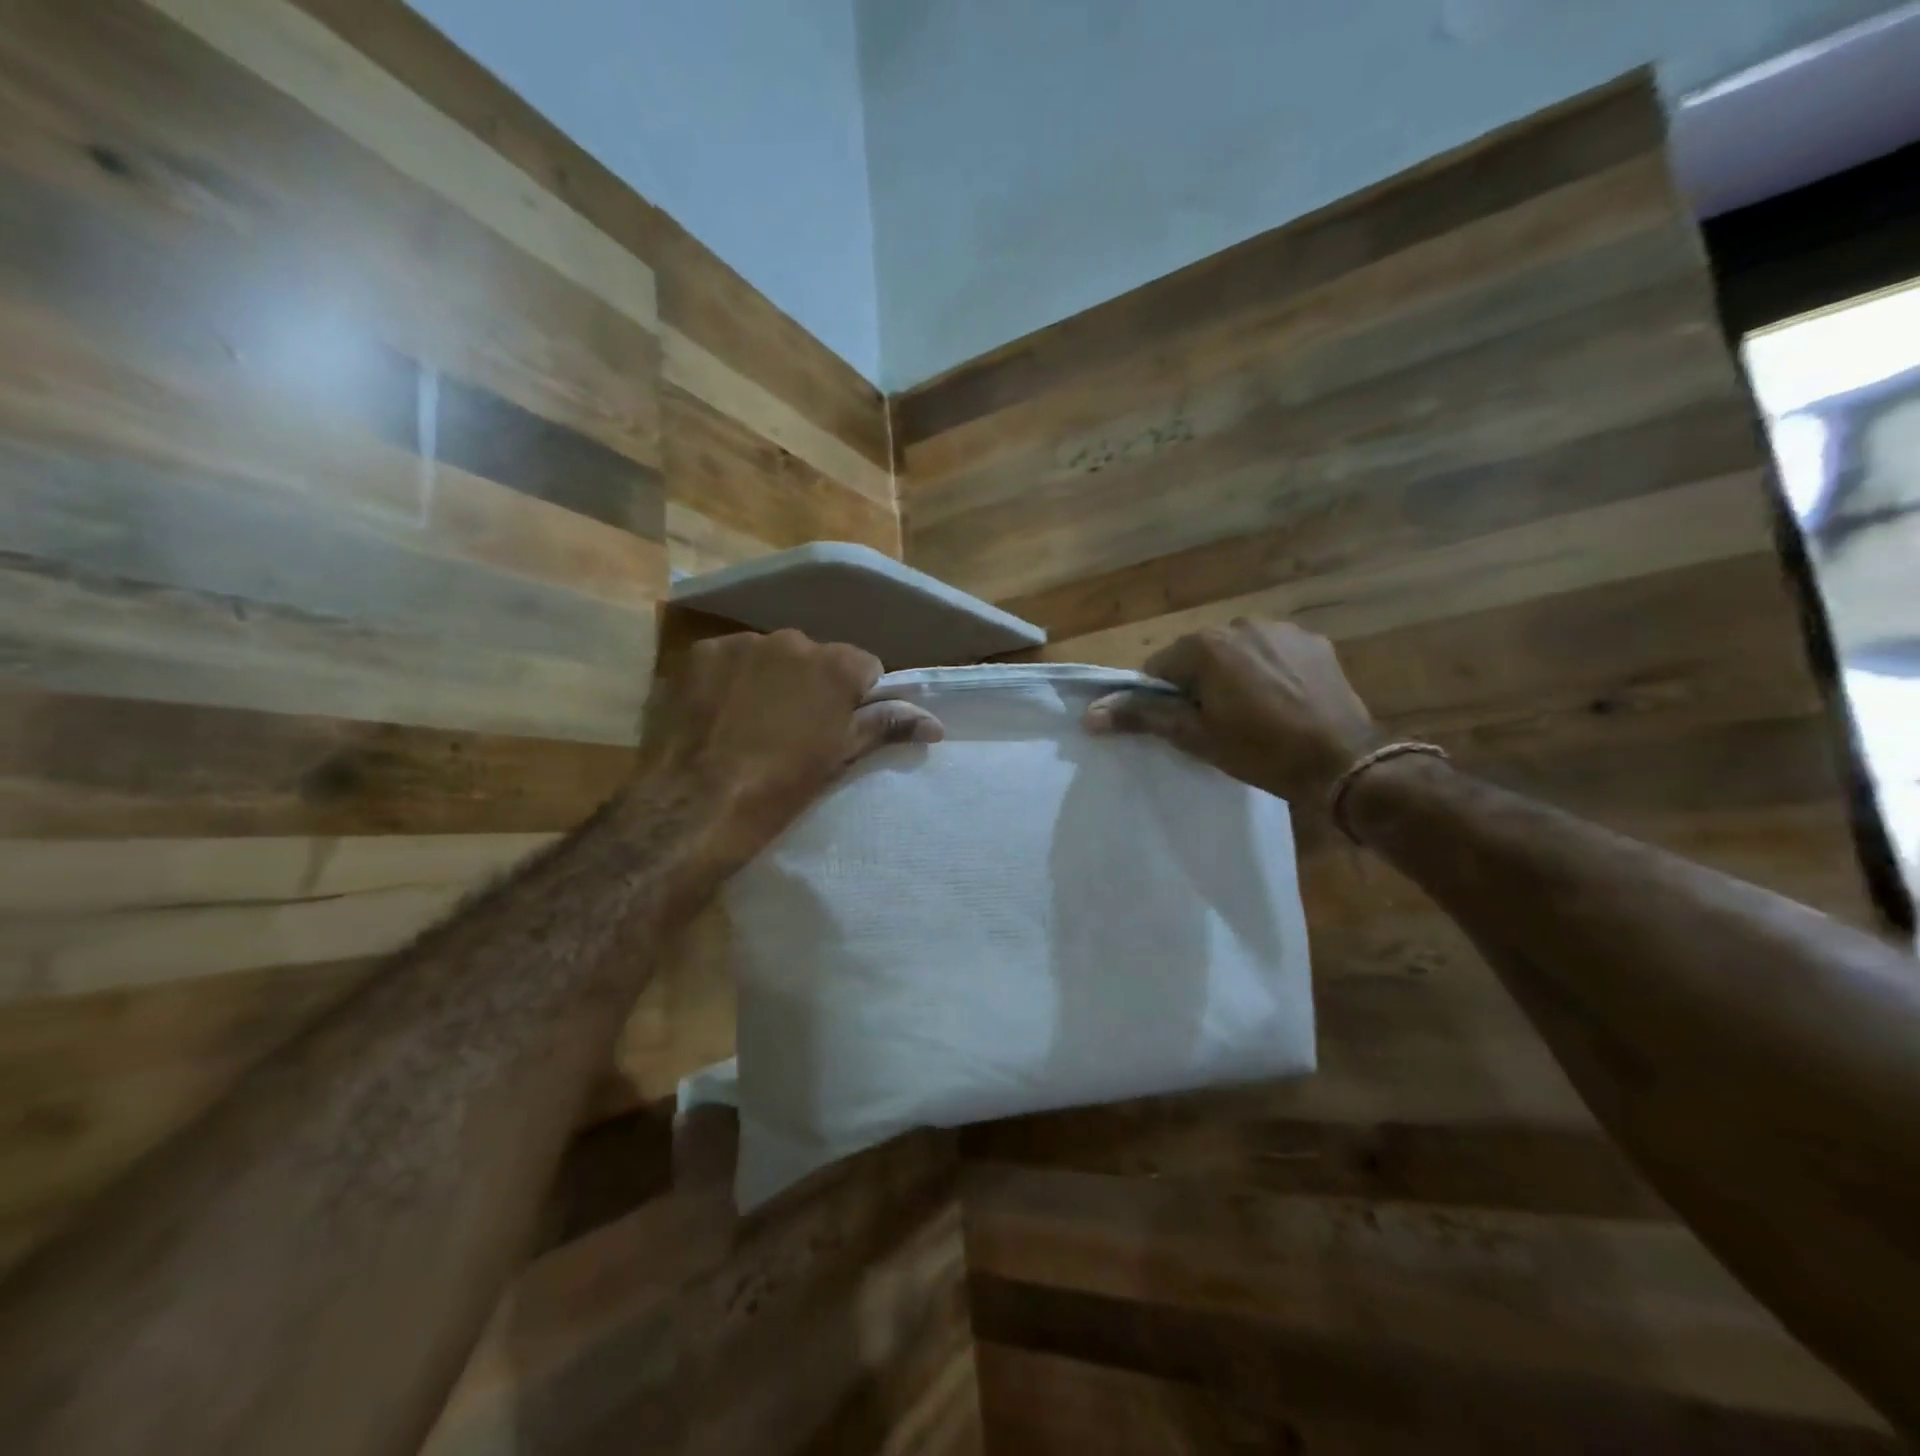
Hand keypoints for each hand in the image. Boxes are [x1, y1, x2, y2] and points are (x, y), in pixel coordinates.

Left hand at [634, 630, 941, 855]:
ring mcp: (740, 644)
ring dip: (769, 680)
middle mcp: (791, 640)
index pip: (864, 667)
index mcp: (835, 666)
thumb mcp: (838, 759)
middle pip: (814, 658)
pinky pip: (727, 661)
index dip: (857, 697)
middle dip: (810, 685)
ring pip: (769, 657)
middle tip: (794, 730)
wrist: (693, 808)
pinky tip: (716, 715)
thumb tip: (933, 722)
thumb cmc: (778, 789)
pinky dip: (728, 681)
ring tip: (749, 724)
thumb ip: (885, 727)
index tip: (840, 728)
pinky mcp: (697, 654)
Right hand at [1085, 619, 1380, 804]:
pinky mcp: (1312, 641)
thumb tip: (1090, 714)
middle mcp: (1240, 625)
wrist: (1343, 761)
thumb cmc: (1260, 751)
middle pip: (1199, 656)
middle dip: (1200, 685)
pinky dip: (1268, 671)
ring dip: (1234, 675)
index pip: (1160, 668)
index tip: (1184, 726)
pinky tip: (1284, 701)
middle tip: (1218, 725)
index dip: (1164, 699)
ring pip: (1236, 652)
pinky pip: (1272, 651)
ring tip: (1255, 715)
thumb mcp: (1195, 737)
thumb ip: (1143, 716)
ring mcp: (1281, 630)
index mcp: (1206, 646)